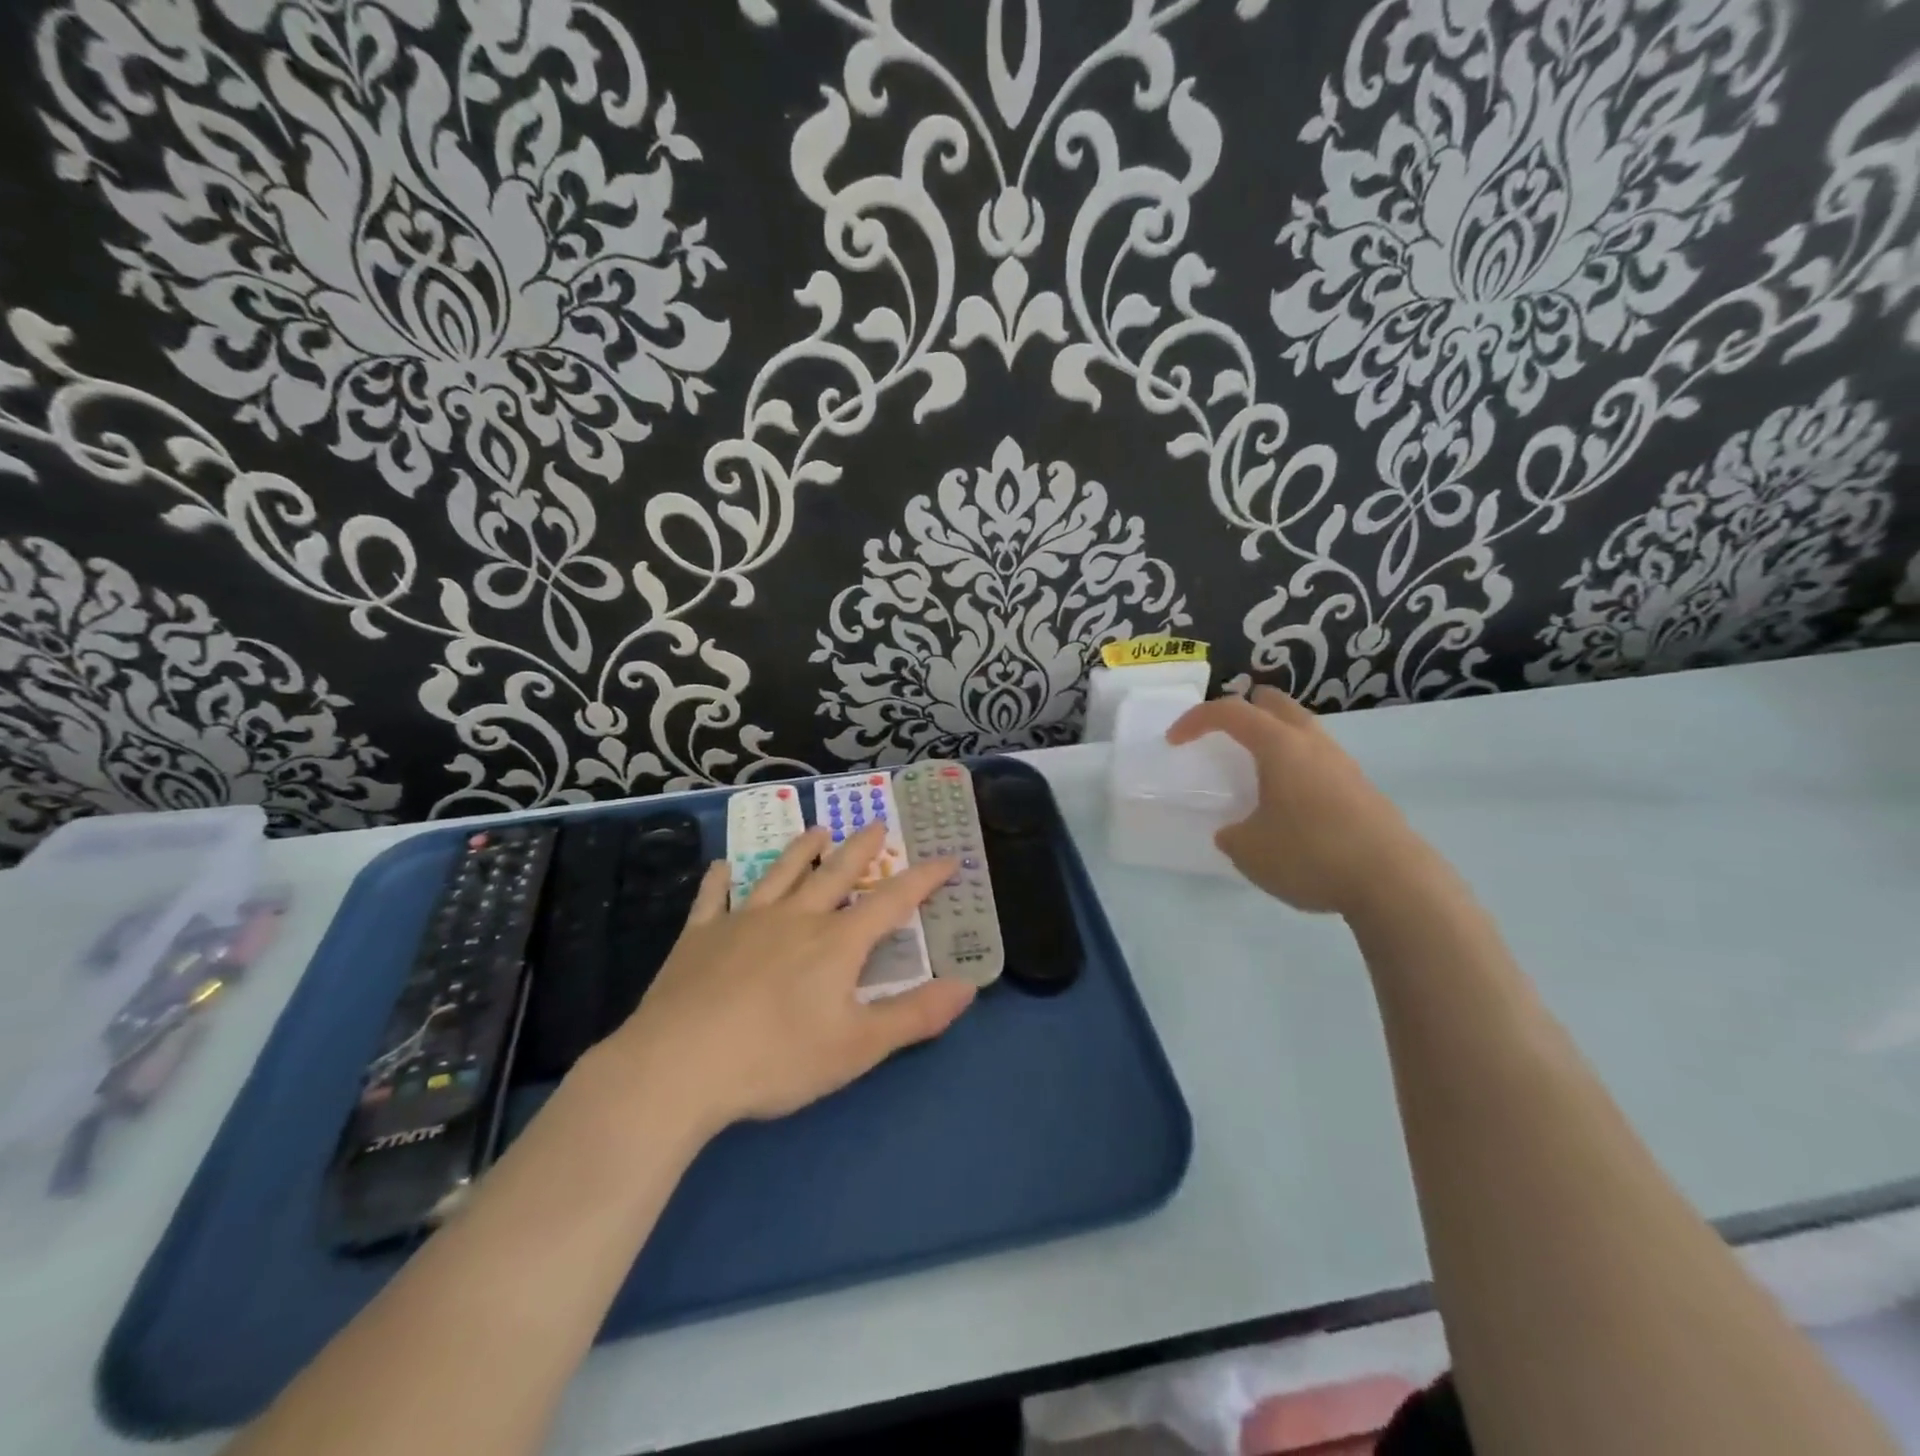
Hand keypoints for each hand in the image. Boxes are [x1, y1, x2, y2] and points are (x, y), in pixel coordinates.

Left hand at [599, 822, 975, 1135]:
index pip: (892, 901)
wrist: (678, 1066)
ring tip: (817, 831)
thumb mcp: (858, 1047)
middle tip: (876, 824)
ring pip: (780, 873)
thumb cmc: (777, 1059)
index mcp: (837, 942)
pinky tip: (721, 868)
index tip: (947, 857)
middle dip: (861, 849)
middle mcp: (795, 918)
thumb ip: (915, 1015)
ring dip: (802, 850)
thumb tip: (969, 986)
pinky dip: (720, 880)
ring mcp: (743, 921)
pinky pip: (713, 898)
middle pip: (836, 874)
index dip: (924, 878)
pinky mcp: (699, 936)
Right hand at [1168, 686, 1434, 916]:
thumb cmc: (1311, 855)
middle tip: (1222, 736)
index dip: (1195, 719)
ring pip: (1302, 730)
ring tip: (1255, 771)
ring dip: (1273, 738)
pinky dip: (1295, 766)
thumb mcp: (1249, 851)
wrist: (1394, 883)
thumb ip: (1233, 834)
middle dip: (1243, 711)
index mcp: (1279, 746)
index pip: (1229, 712)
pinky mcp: (1362, 790)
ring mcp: (1343, 765)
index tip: (1175, 741)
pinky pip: (1319, 760)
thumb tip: (1237, 831)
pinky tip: (1289, 804)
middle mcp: (1312, 744)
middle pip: (1274, 704)